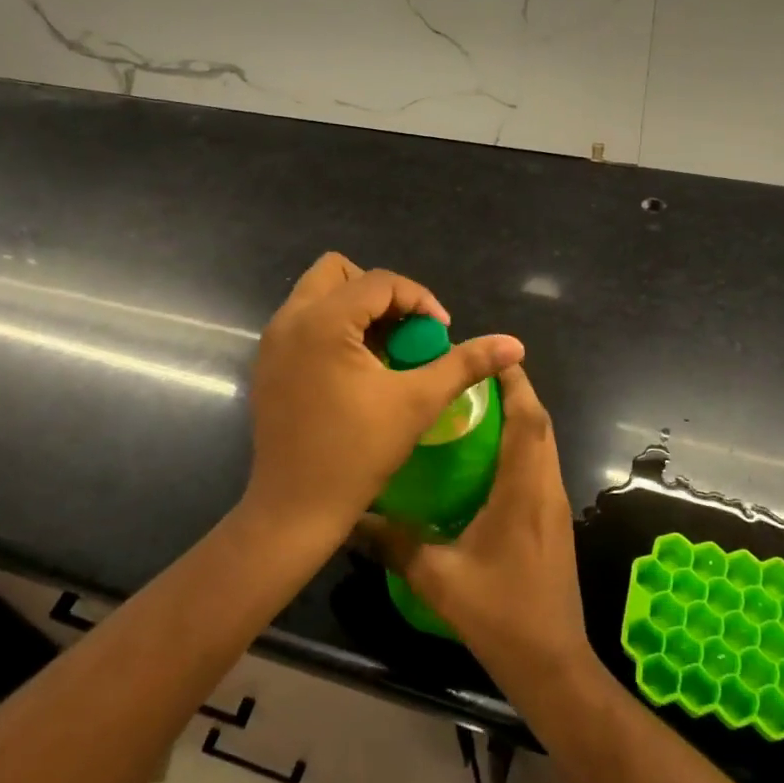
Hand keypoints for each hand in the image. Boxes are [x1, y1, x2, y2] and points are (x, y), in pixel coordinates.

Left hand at [243, 253, 523, 550]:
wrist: (294, 510)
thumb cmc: (357, 454)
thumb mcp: (418, 403)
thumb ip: (465, 364)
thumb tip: (515, 343)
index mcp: (322, 321)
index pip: (379, 281)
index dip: (420, 300)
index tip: (441, 334)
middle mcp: (289, 320)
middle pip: (338, 272)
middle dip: (380, 294)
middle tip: (406, 331)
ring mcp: (273, 342)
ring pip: (319, 296)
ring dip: (358, 310)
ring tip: (386, 351)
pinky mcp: (268, 364)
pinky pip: (305, 322)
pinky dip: (335, 329)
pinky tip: (359, 371)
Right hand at [365, 365, 592, 688]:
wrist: (553, 664)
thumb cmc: (500, 615)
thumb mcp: (439, 580)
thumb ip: (395, 544)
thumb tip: (353, 518)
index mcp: (524, 491)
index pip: (528, 420)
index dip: (514, 383)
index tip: (490, 355)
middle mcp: (546, 488)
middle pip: (539, 424)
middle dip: (514, 391)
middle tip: (472, 375)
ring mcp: (554, 505)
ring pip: (542, 443)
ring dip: (519, 417)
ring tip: (476, 404)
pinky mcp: (554, 520)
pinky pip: (540, 465)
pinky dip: (520, 444)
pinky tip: (486, 456)